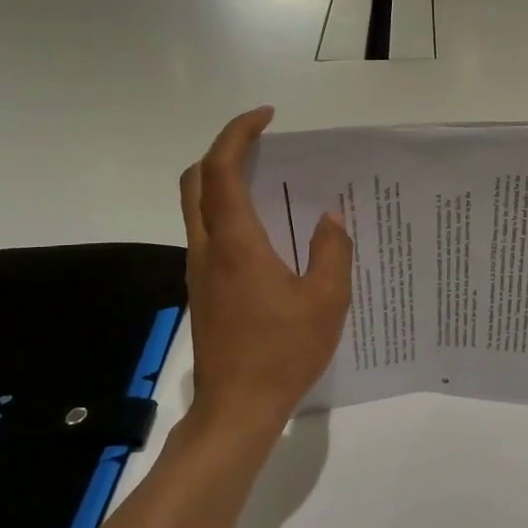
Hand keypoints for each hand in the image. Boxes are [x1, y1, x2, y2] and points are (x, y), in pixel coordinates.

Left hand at [179, 107, 352, 442]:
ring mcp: (200, 270)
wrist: (237, 409)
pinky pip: (207, 231)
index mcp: (236, 243)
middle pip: (196, 180)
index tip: (267, 118)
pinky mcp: (202, 289)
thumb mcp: (327, 301)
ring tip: (268, 180)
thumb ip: (331, 251)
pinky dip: (226, 210)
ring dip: (222, 180)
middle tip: (262, 144)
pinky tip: (264, 230)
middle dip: (223, 150)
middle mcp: (208, 248)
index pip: (222, 170)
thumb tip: (331, 218)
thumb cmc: (284, 352)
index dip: (238, 134)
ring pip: (196, 206)